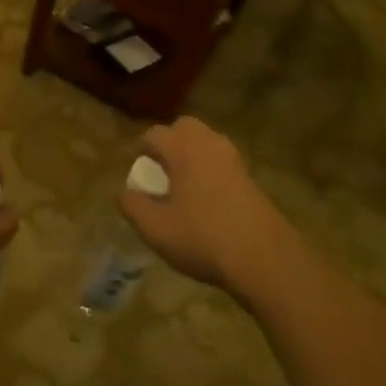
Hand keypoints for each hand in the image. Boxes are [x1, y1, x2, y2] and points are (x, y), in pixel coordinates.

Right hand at [118, 118, 299, 301]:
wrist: (264, 258)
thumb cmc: (202, 238)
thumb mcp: (156, 229)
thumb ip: (133, 206)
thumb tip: (121, 192)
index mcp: (183, 149)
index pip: (154, 134)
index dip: (140, 147)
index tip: (133, 166)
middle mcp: (208, 144)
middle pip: (184, 127)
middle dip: (169, 141)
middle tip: (159, 168)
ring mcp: (233, 159)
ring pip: (206, 141)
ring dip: (190, 153)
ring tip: (180, 183)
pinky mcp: (250, 177)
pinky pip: (221, 160)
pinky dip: (208, 168)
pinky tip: (204, 197)